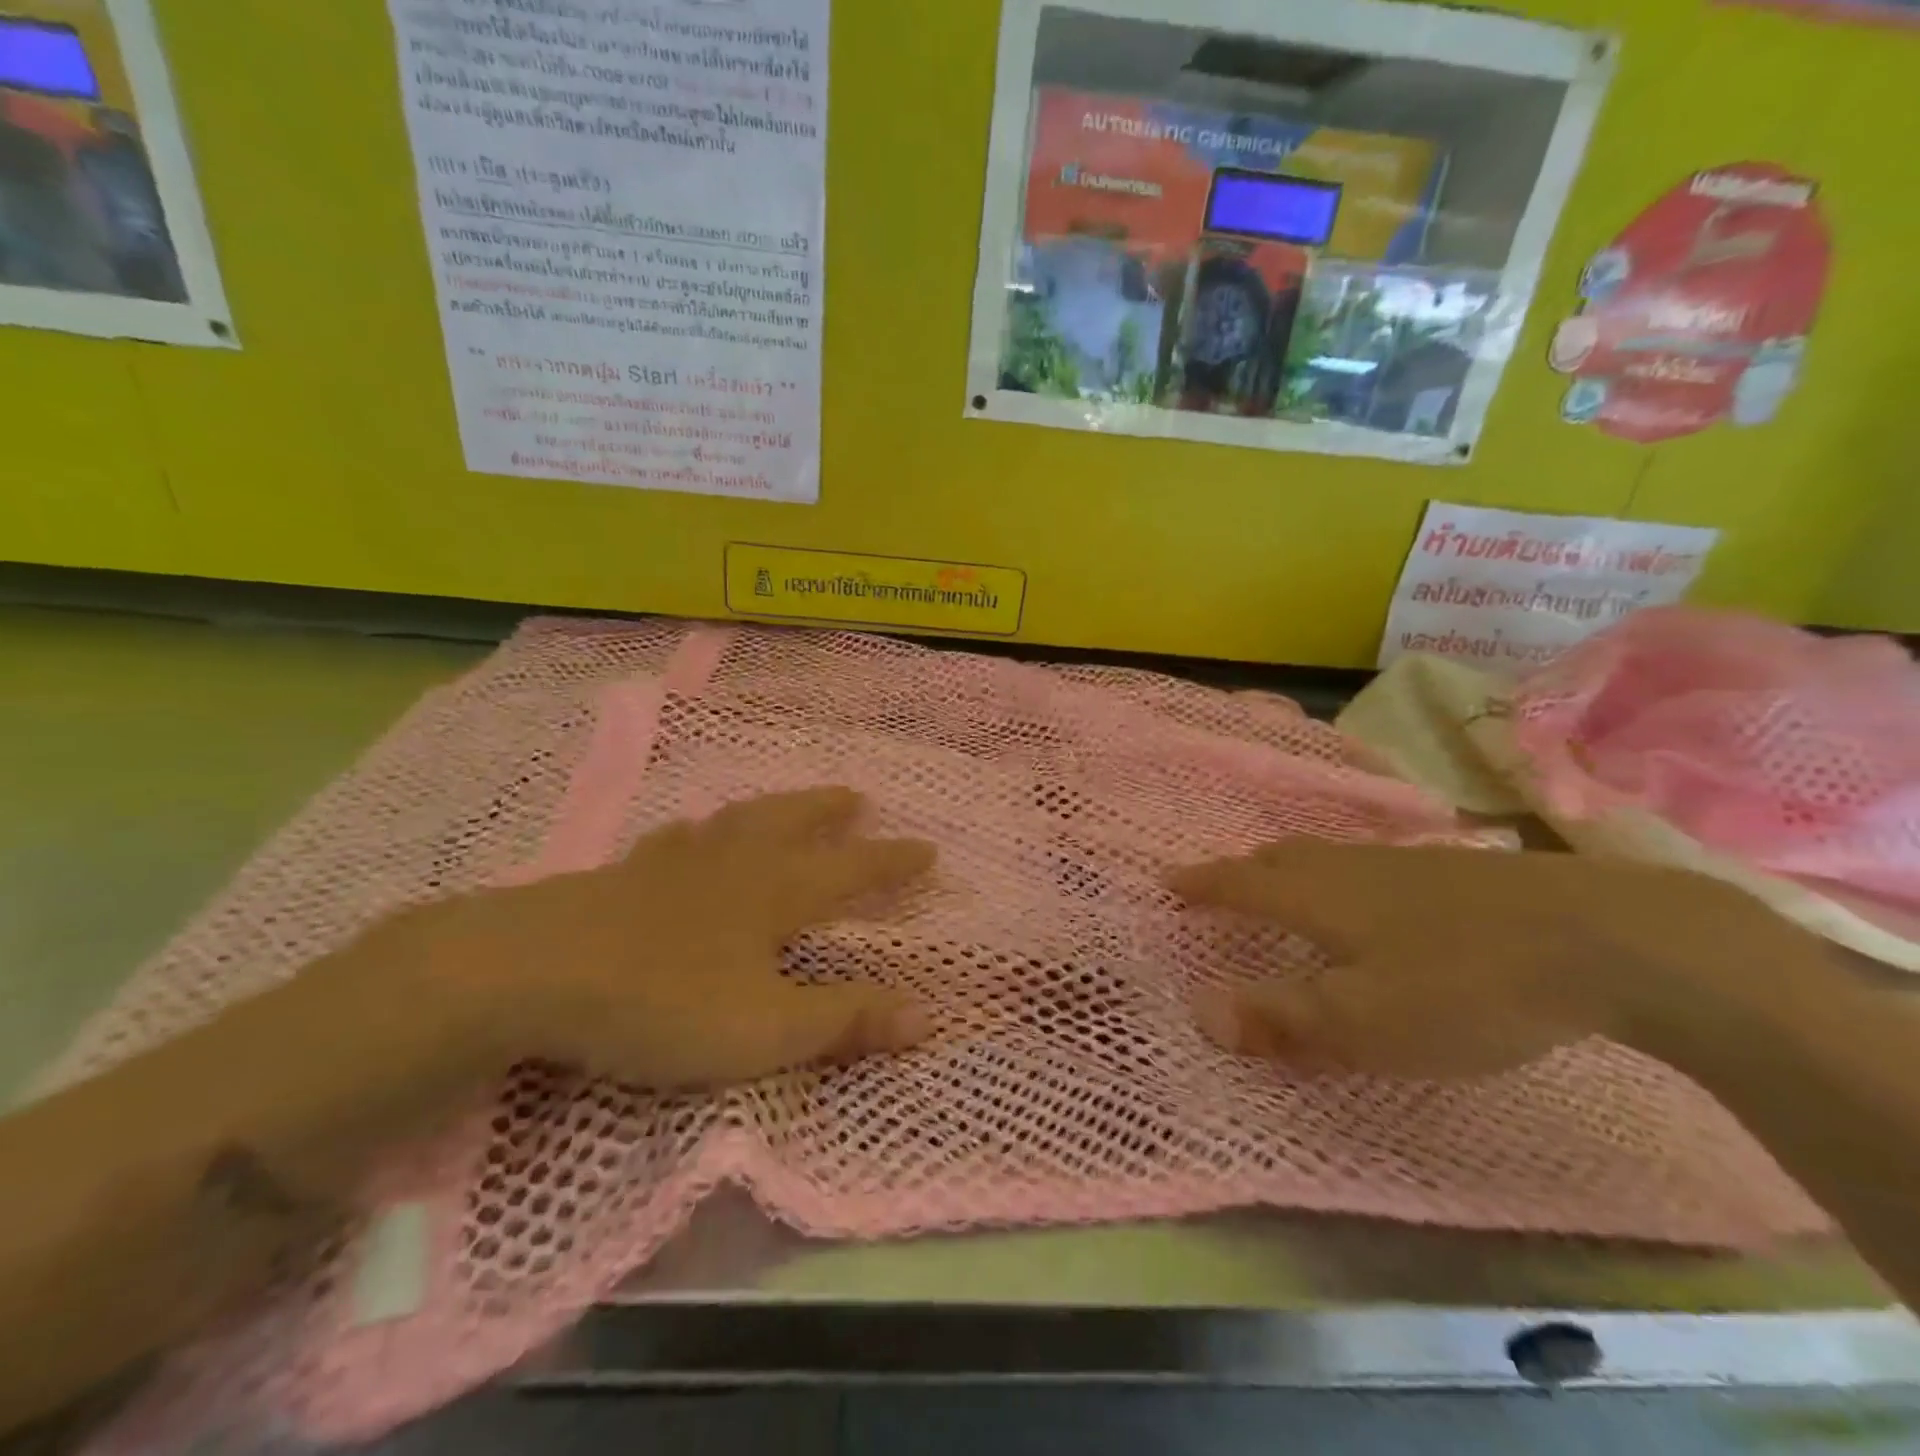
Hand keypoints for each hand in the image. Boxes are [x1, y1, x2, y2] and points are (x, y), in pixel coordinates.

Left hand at [363, 787, 936, 1088]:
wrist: (535, 973)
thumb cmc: (664, 1002)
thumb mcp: (767, 1029)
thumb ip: (846, 1020)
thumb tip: (928, 1015)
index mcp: (775, 893)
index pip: (852, 871)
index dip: (892, 862)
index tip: (927, 849)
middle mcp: (734, 864)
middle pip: (793, 823)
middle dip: (830, 812)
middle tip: (856, 798)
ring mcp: (676, 863)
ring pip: (738, 821)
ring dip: (773, 809)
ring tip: (787, 804)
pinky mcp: (625, 875)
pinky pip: (678, 840)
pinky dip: (700, 833)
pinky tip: (690, 835)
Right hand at [1168, 840, 1820, 1078]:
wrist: (1608, 939)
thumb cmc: (1464, 986)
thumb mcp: (1364, 1021)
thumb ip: (1279, 1017)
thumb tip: (1197, 1011)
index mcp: (1317, 896)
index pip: (1239, 883)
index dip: (1201, 884)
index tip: (1167, 880)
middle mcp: (1350, 866)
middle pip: (1281, 858)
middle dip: (1243, 870)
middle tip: (1222, 882)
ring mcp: (1407, 862)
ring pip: (1328, 857)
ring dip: (1293, 868)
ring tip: (1286, 883)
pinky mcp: (1457, 869)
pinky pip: (1371, 863)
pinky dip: (1344, 874)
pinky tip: (1374, 894)